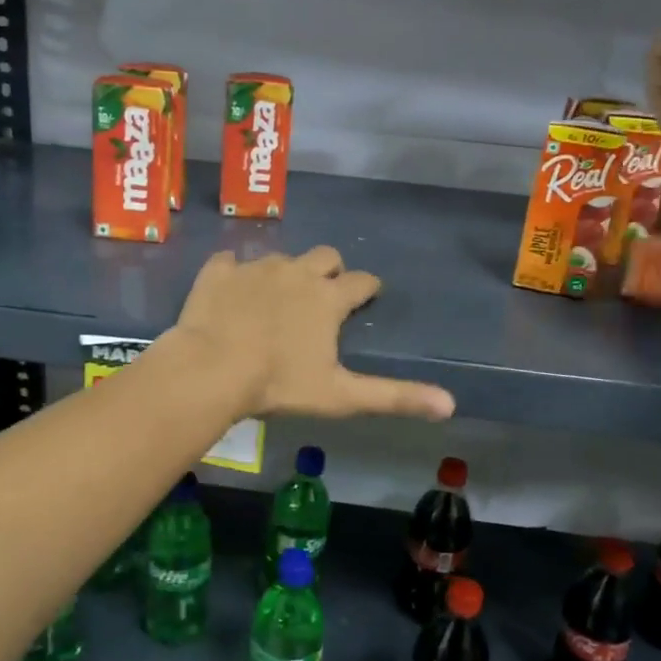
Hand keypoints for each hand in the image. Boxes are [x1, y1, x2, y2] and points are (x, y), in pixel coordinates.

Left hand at [166, 247, 455, 420]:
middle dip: (330, 270)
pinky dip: (234, 273)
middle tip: (322, 295)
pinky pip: (230, 261)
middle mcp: (297, 272)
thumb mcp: (341, 395)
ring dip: (284, 274)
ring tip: (274, 300)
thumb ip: (394, 396)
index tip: (367, 296)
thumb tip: (450, 404)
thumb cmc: (278, 384)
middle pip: (326, 256)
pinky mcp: (218, 271)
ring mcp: (255, 268)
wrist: (210, 369)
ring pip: (280, 258)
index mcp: (328, 298)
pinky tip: (230, 291)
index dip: (368, 288)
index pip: (362, 281)